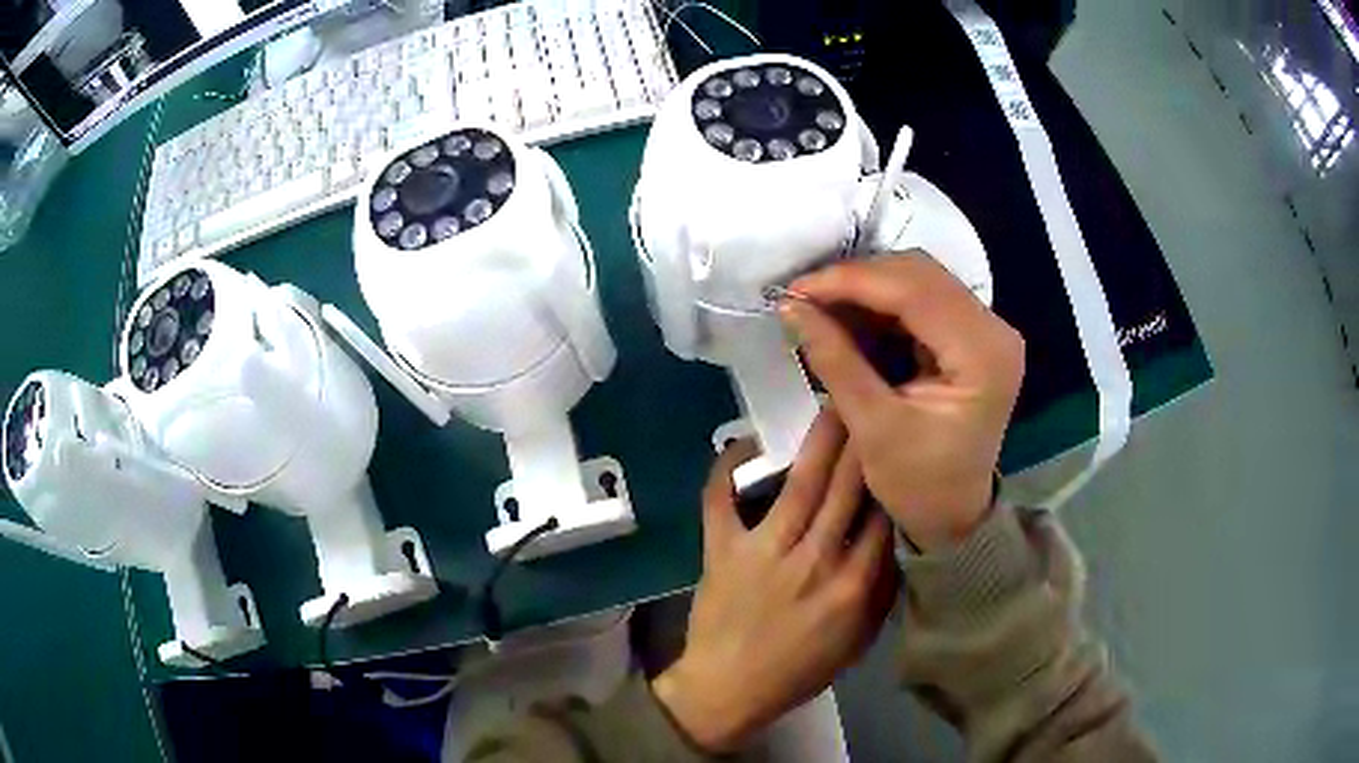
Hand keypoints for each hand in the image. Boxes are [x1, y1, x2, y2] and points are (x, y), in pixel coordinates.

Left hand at [653, 412, 897, 753]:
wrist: (729, 690)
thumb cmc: (799, 670)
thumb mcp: (858, 642)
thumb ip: (883, 592)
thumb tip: (899, 540)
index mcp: (853, 586)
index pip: (885, 517)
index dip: (894, 474)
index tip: (901, 440)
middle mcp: (814, 560)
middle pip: (847, 488)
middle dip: (862, 438)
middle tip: (872, 397)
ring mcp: (764, 552)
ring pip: (799, 484)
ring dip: (818, 440)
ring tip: (832, 400)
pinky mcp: (722, 550)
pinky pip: (722, 501)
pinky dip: (726, 469)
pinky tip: (741, 441)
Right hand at [780, 255, 1024, 549]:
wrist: (954, 514)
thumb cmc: (919, 485)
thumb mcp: (873, 428)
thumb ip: (835, 360)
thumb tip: (790, 307)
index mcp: (982, 355)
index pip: (915, 291)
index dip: (851, 282)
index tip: (796, 290)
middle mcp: (994, 329)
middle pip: (919, 274)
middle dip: (856, 281)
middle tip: (803, 302)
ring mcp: (985, 328)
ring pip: (917, 279)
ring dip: (865, 291)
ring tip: (820, 312)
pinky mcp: (970, 335)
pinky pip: (920, 299)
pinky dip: (879, 306)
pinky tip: (849, 322)